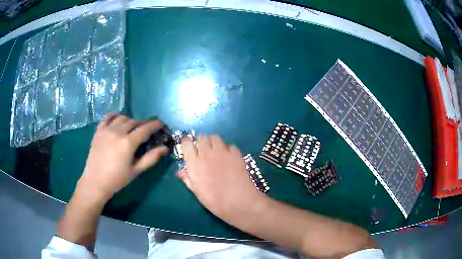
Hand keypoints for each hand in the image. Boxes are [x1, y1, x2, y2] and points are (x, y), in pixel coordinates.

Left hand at [77, 114, 168, 200]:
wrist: (95, 182)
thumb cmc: (117, 179)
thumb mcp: (136, 171)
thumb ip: (151, 158)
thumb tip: (165, 148)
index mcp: (128, 142)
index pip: (145, 128)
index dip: (155, 125)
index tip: (161, 124)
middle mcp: (118, 132)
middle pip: (134, 122)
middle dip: (143, 124)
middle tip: (146, 130)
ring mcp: (107, 130)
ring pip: (122, 118)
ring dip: (130, 120)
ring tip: (132, 127)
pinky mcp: (98, 131)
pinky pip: (107, 117)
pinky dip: (114, 116)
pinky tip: (117, 119)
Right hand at [178, 135, 262, 218]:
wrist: (238, 202)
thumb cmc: (214, 201)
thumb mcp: (197, 192)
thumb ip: (188, 179)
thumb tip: (180, 172)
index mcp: (194, 163)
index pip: (186, 143)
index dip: (187, 143)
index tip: (189, 148)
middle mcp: (207, 153)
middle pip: (202, 137)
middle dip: (202, 141)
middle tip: (204, 150)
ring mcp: (222, 152)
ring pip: (215, 137)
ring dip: (214, 142)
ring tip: (217, 151)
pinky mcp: (236, 154)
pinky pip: (230, 145)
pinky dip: (228, 150)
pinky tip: (230, 159)